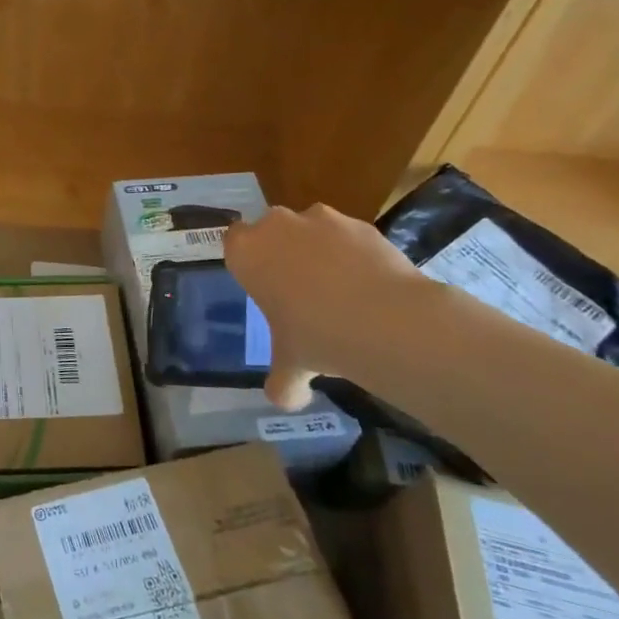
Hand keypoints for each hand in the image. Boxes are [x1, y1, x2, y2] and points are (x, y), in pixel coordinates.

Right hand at [225, 204, 423, 409]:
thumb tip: (285, 399)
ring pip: (312, 229)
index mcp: (247, 253)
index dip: (248, 260)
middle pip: (272, 230)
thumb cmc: (317, 337)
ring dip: (319, 250)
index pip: (233, 241)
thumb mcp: (291, 366)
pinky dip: (355, 254)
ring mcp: (321, 219)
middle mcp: (277, 226)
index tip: (262, 284)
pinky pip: (349, 237)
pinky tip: (370, 287)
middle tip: (299, 291)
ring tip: (341, 290)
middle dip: (283, 252)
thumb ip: (281, 380)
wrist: (385, 320)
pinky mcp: (360, 224)